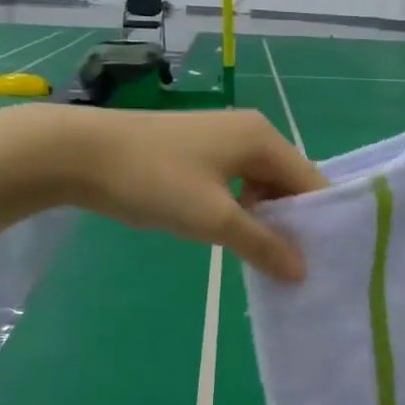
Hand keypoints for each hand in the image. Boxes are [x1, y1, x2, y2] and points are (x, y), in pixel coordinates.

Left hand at [25, 106, 325, 280]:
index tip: (324, 263)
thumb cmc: (154, 180)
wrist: (79, 154)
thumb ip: (263, 245)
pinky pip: (236, 185)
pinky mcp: (198, 153)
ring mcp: (221, 140)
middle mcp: (249, 132)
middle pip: (288, 183)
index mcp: (262, 138)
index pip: (311, 182)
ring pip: (260, 186)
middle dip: (292, 224)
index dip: (320, 222)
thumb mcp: (214, 218)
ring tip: (267, 259)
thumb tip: (303, 272)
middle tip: (296, 268)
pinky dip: (241, 211)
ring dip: (265, 221)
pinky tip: (233, 237)